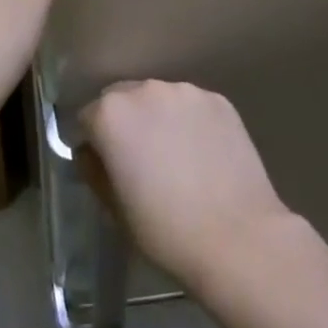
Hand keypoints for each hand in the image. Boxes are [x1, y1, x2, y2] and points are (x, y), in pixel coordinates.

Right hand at [79, 81, 297, 291]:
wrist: (238, 237)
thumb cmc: (166, 230)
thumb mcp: (115, 209)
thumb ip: (96, 171)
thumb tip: (92, 153)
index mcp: (112, 114)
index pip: (89, 118)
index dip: (94, 142)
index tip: (106, 166)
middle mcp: (146, 90)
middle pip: (123, 99)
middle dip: (125, 122)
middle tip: (140, 160)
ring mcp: (186, 91)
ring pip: (160, 99)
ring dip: (158, 118)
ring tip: (176, 156)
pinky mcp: (219, 99)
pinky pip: (192, 106)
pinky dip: (190, 122)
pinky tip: (203, 154)